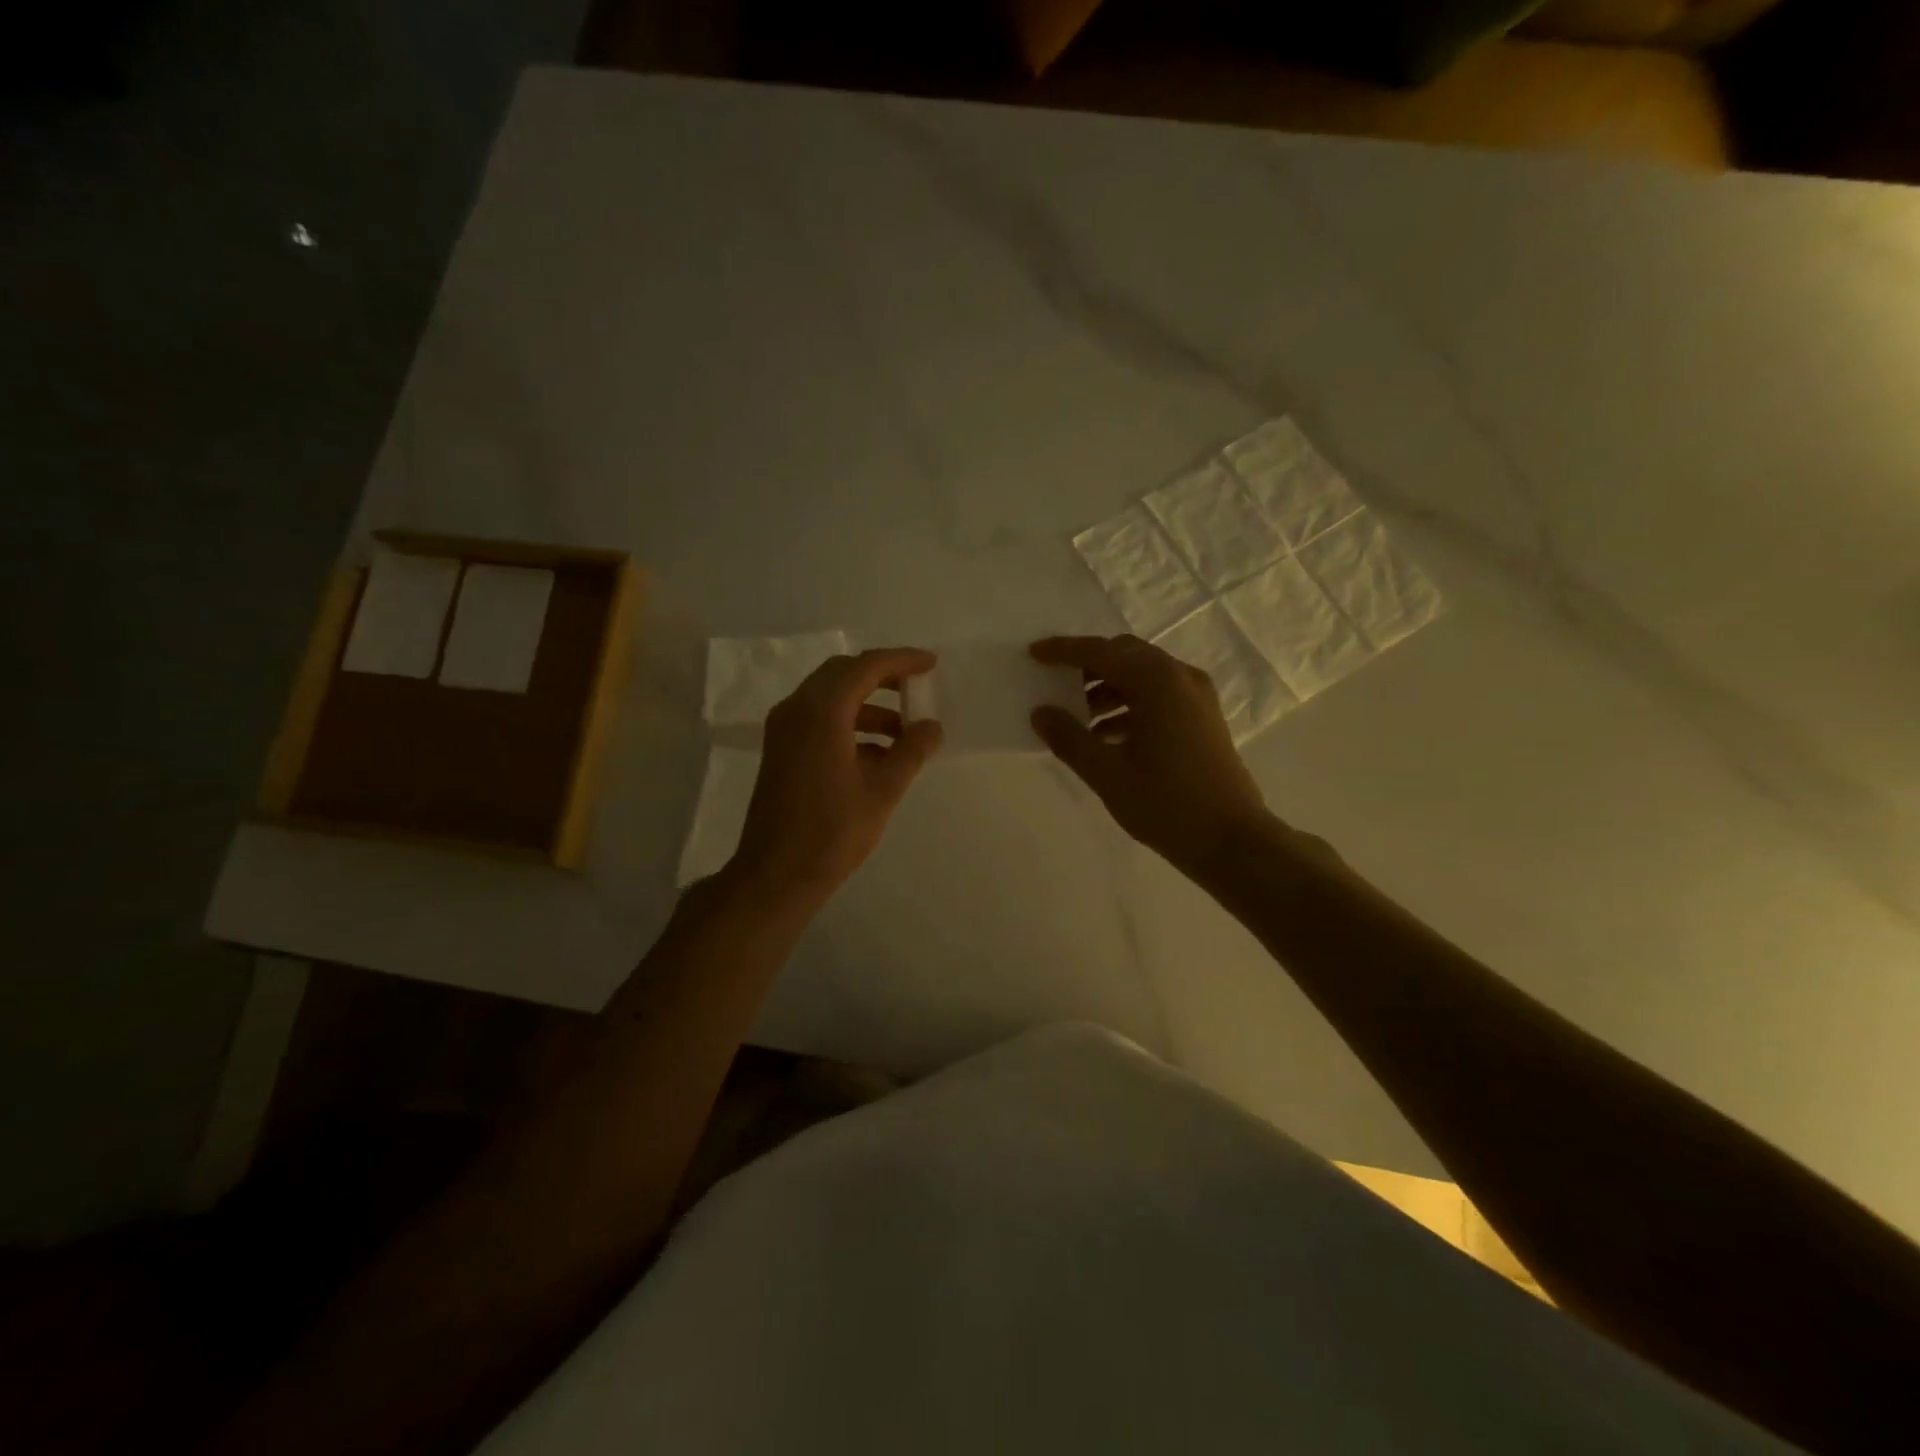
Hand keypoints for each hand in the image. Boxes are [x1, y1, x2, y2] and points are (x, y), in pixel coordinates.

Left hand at [728, 648, 943, 907]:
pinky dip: (850, 723)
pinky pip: (819, 718)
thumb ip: (911, 750)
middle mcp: (796, 709)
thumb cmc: (833, 832)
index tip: (931, 664)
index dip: (901, 660)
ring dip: (868, 705)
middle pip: (843, 674)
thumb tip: (932, 726)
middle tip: (917, 686)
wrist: (776, 874)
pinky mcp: (781, 749)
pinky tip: (878, 753)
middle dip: (883, 676)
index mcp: (821, 712)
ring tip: (905, 731)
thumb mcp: (883, 790)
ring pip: (830, 696)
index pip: (865, 667)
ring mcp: (784, 729)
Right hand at [1029, 634, 1273, 876]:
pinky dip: (1129, 705)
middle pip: (1125, 655)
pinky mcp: (1203, 719)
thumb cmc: (1165, 803)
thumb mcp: (1106, 773)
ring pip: (1143, 676)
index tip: (1034, 653)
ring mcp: (1197, 697)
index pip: (1100, 652)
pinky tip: (1107, 736)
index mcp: (1157, 682)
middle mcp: (1180, 678)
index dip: (1064, 651)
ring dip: (1108, 688)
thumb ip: (1069, 738)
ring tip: (1078, 720)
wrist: (1232, 840)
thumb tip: (1041, 713)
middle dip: (1088, 666)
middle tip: (1056, 684)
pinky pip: (1159, 696)